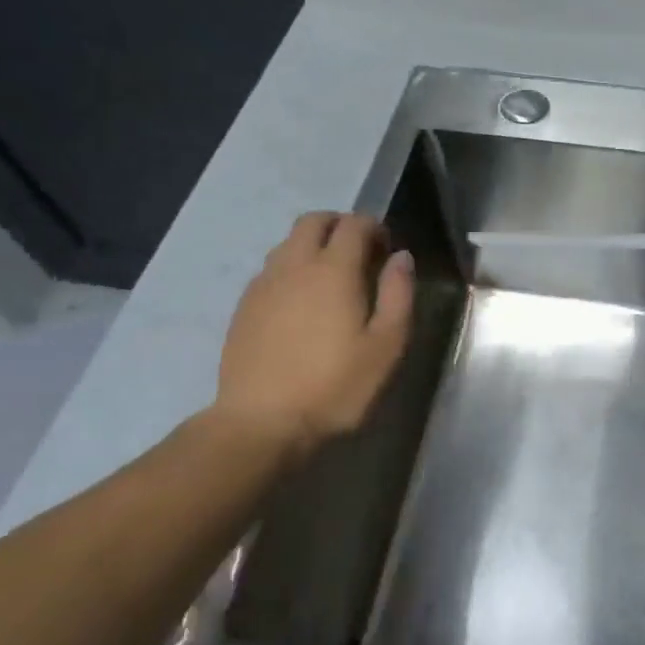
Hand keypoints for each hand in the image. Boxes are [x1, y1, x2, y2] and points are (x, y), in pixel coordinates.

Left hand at [211, 212, 413, 456]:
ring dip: (313, 245)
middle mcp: (294, 265)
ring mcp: (263, 284)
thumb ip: (398, 294)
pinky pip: (271, 269)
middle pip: (314, 221)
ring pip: (288, 242)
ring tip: (331, 279)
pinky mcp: (244, 307)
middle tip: (359, 254)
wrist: (261, 423)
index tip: (387, 250)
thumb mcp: (386, 346)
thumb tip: (401, 257)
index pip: (354, 223)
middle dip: (340, 225)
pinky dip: (292, 269)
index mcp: (333, 269)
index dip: (374, 227)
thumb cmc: (335, 386)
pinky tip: (301, 304)